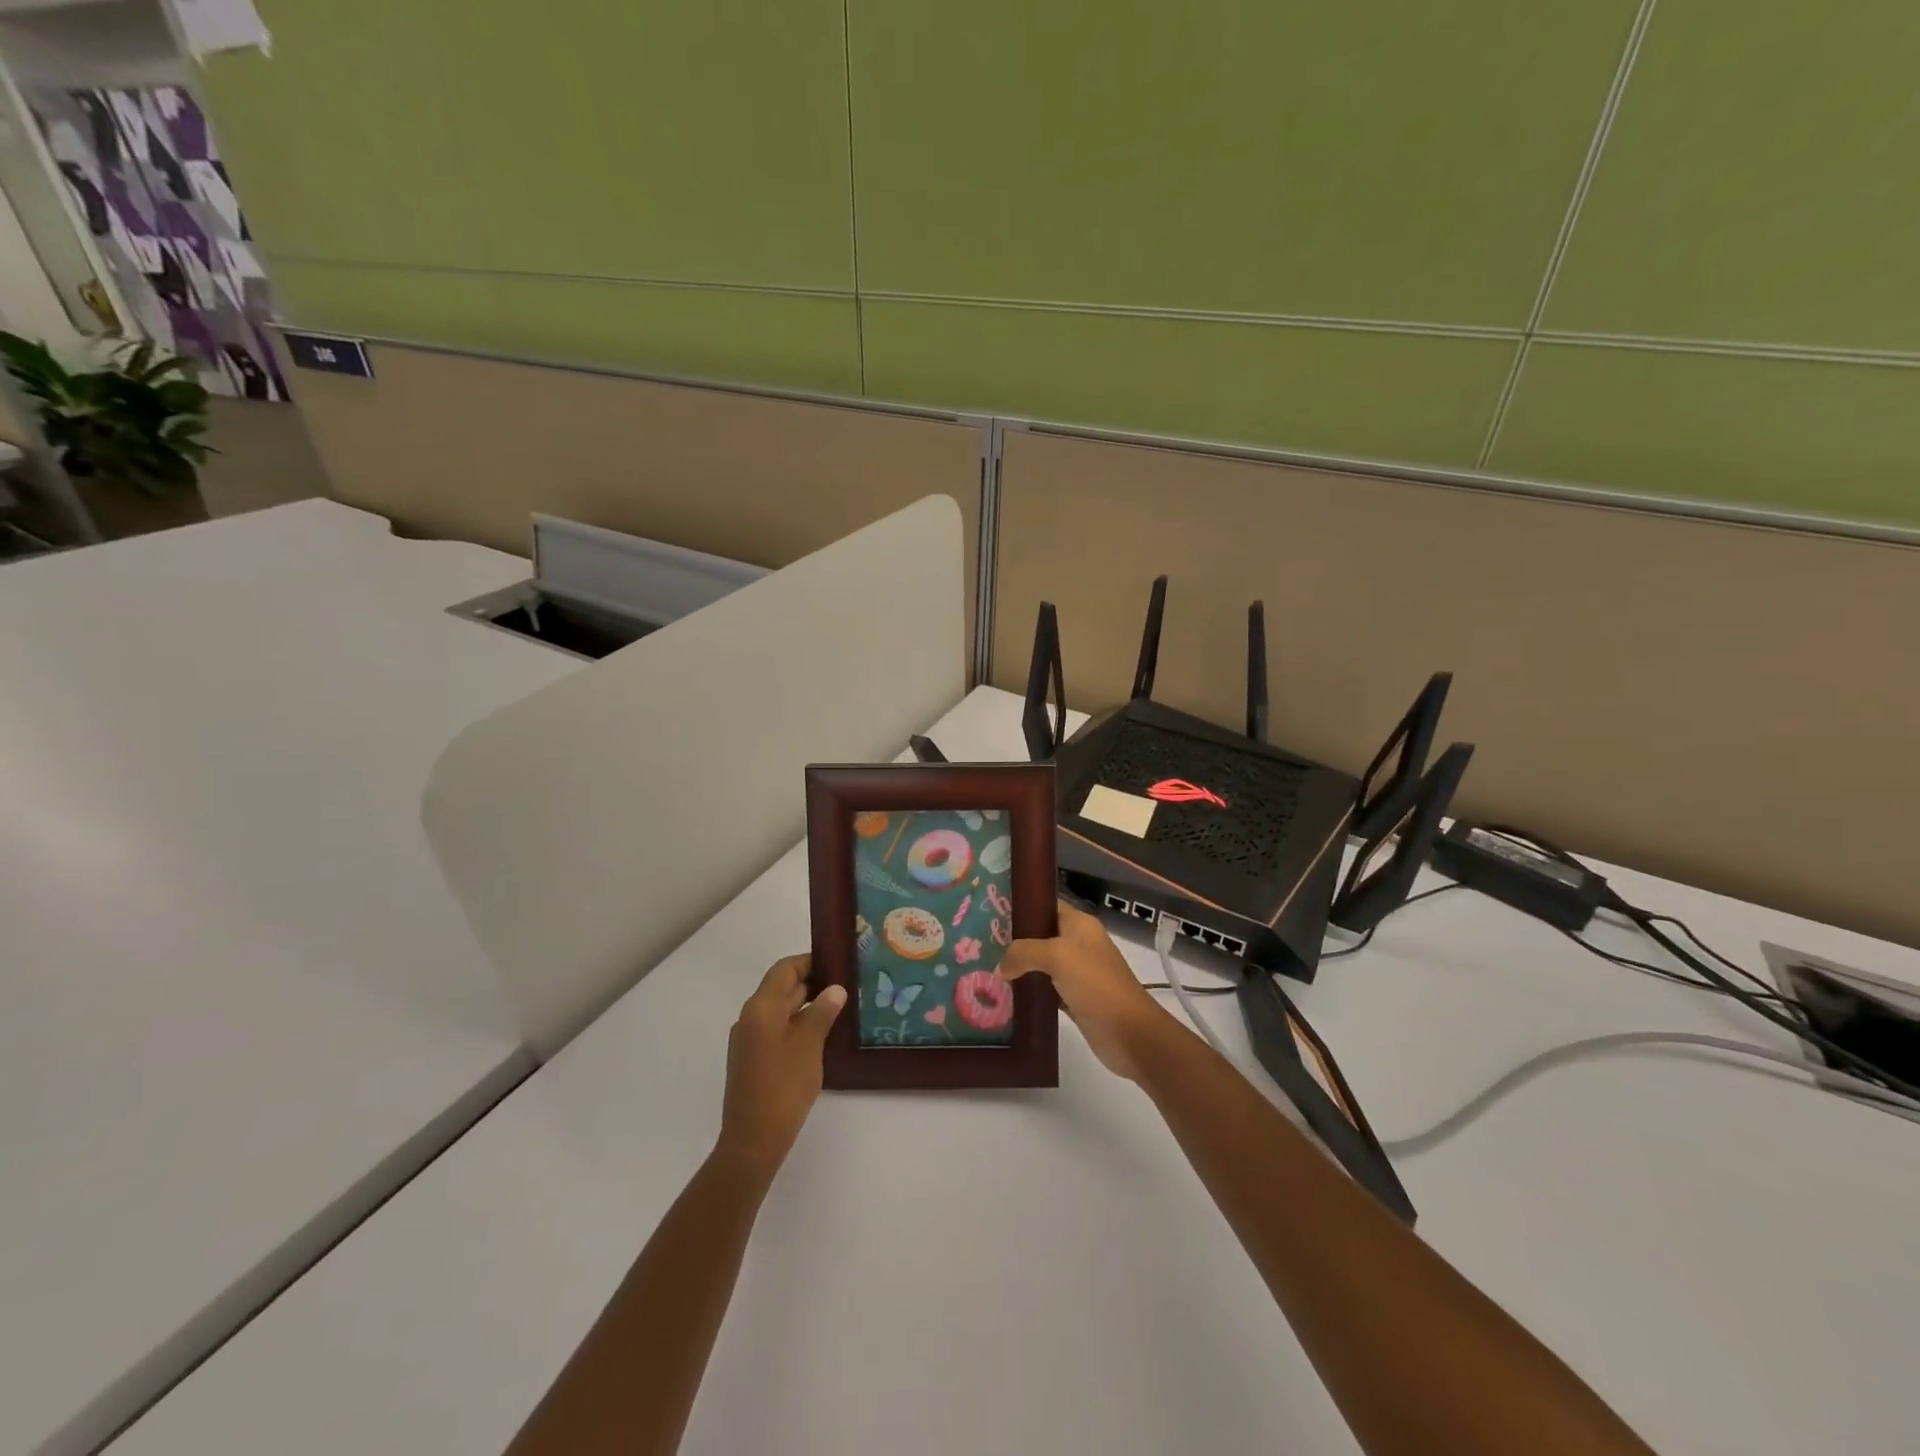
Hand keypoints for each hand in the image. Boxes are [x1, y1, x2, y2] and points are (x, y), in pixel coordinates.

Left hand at [717, 955, 845, 1176]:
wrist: (753, 1142)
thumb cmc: (783, 1087)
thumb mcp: (809, 1045)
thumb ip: (822, 1012)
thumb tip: (835, 989)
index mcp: (760, 1008)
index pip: (785, 969)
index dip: (810, 962)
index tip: (839, 963)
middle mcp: (750, 1018)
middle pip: (781, 988)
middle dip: (813, 983)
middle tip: (847, 984)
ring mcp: (749, 1040)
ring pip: (780, 1010)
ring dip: (807, 1006)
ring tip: (840, 1008)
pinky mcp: (753, 1060)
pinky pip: (777, 1030)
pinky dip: (798, 1025)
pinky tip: (822, 1036)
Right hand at [999, 901, 1176, 1080]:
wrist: (1130, 1033)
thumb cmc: (1096, 984)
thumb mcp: (1058, 956)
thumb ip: (1024, 953)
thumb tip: (1000, 967)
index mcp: (1079, 924)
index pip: (1046, 906)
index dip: (1021, 907)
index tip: (990, 913)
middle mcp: (1078, 944)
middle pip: (1040, 935)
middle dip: (1013, 940)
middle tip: (981, 945)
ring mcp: (1077, 973)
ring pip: (1041, 964)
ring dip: (1019, 968)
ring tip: (986, 968)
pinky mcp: (1074, 999)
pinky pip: (1045, 989)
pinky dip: (1029, 991)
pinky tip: (1005, 995)